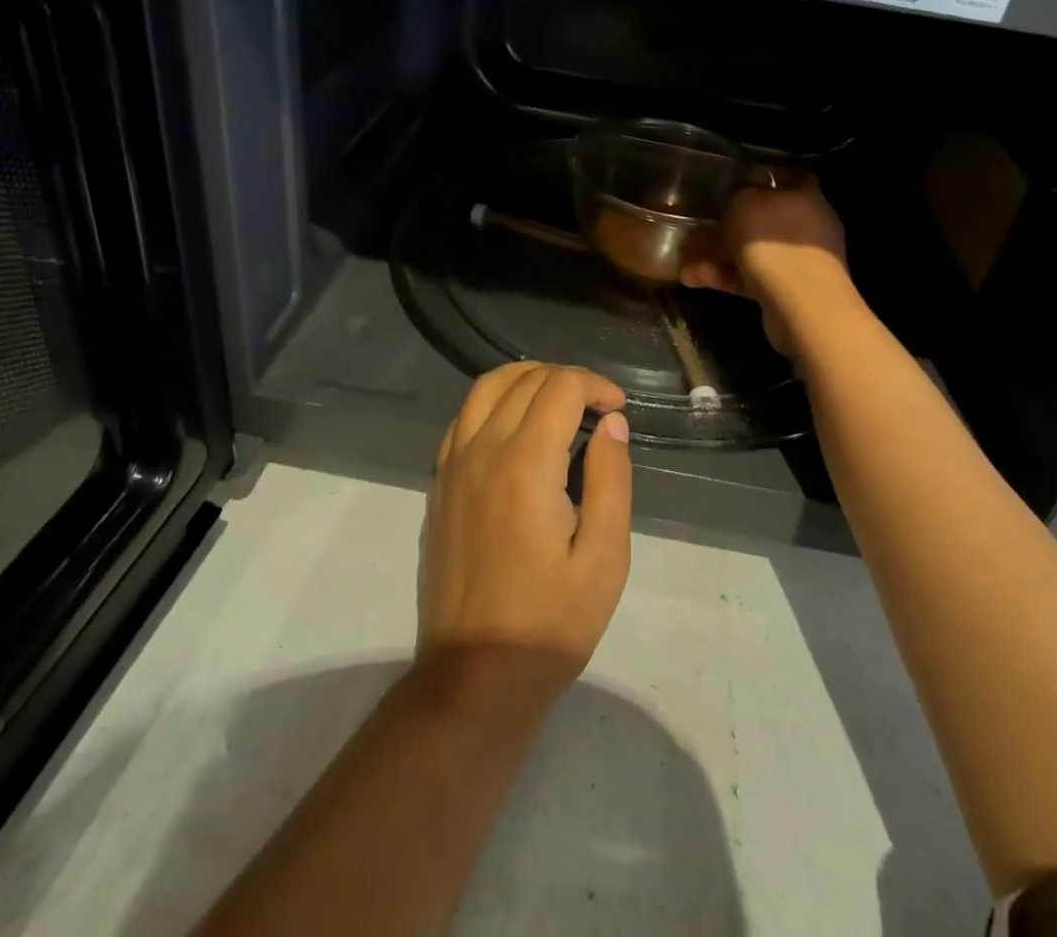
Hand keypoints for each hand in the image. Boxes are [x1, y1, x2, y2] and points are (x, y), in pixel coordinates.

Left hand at [418, 363, 631, 705]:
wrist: (474, 677)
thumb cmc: (550, 623)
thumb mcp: (604, 558)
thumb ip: (611, 480)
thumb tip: (611, 423)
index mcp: (525, 465)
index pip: (560, 388)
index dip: (595, 385)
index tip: (618, 408)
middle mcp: (482, 451)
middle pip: (523, 380)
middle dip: (566, 379)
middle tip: (597, 406)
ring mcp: (452, 466)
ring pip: (485, 388)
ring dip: (526, 379)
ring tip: (558, 400)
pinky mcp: (439, 485)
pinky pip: (462, 418)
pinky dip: (492, 402)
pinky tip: (515, 427)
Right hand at [679, 176, 849, 353]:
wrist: (801, 305)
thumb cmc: (774, 242)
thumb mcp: (744, 204)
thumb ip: (738, 195)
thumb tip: (739, 197)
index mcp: (806, 197)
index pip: (791, 176)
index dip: (766, 174)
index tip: (737, 176)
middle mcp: (808, 227)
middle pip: (768, 218)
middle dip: (733, 222)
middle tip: (704, 222)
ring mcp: (800, 262)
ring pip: (755, 251)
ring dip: (720, 255)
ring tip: (686, 259)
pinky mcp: (787, 292)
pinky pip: (750, 278)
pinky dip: (724, 277)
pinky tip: (693, 279)